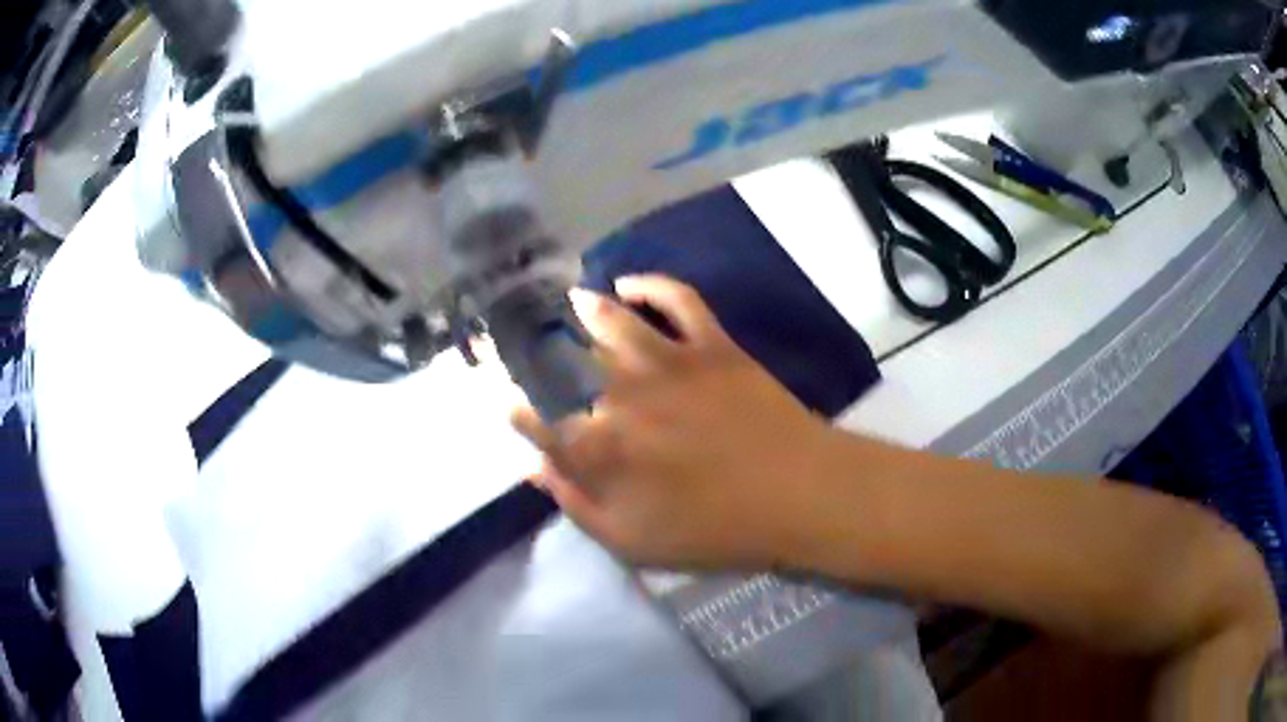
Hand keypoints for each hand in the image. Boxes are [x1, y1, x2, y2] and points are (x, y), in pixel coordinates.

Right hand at [511, 275, 838, 569]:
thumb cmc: (715, 531)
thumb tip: (532, 468)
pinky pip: (677, 299)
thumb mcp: (633, 542)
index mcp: (601, 448)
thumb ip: (576, 504)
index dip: (519, 410)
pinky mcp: (711, 345)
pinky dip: (651, 284)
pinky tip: (629, 282)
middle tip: (514, 333)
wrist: (797, 495)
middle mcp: (622, 396)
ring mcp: (669, 362)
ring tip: (569, 300)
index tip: (509, 402)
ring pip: (612, 321)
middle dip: (530, 347)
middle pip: (563, 362)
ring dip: (583, 308)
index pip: (541, 421)